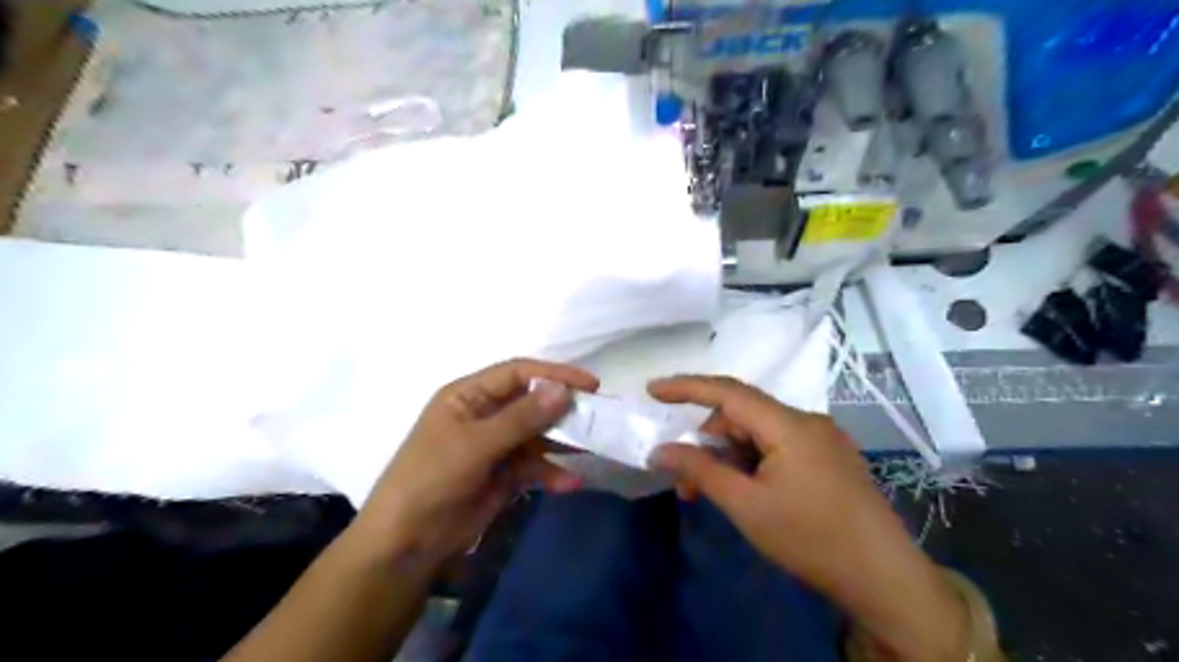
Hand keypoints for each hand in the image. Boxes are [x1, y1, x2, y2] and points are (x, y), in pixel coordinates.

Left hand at [350, 359, 599, 571]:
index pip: (518, 373)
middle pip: (532, 403)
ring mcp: (495, 446)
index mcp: (469, 396)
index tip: (590, 385)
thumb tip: (563, 390)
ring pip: (538, 435)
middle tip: (599, 415)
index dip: (554, 375)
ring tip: (594, 446)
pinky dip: (551, 473)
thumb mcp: (475, 444)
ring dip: (563, 441)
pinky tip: (570, 483)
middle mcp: (484, 415)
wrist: (406, 544)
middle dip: (563, 408)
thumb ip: (521, 418)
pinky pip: (534, 466)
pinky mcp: (504, 475)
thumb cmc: (432, 479)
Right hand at [645, 376, 965, 661]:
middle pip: (743, 414)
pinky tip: (745, 488)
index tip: (652, 389)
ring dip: (729, 454)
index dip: (687, 387)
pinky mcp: (829, 457)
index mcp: (790, 425)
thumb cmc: (810, 539)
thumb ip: (700, 471)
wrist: (884, 578)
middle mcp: (808, 421)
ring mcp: (823, 439)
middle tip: (685, 478)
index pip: (729, 392)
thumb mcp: (746, 506)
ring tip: (712, 491)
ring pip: (759, 432)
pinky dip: (752, 460)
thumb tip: (660, 451)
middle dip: (708, 439)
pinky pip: (778, 445)